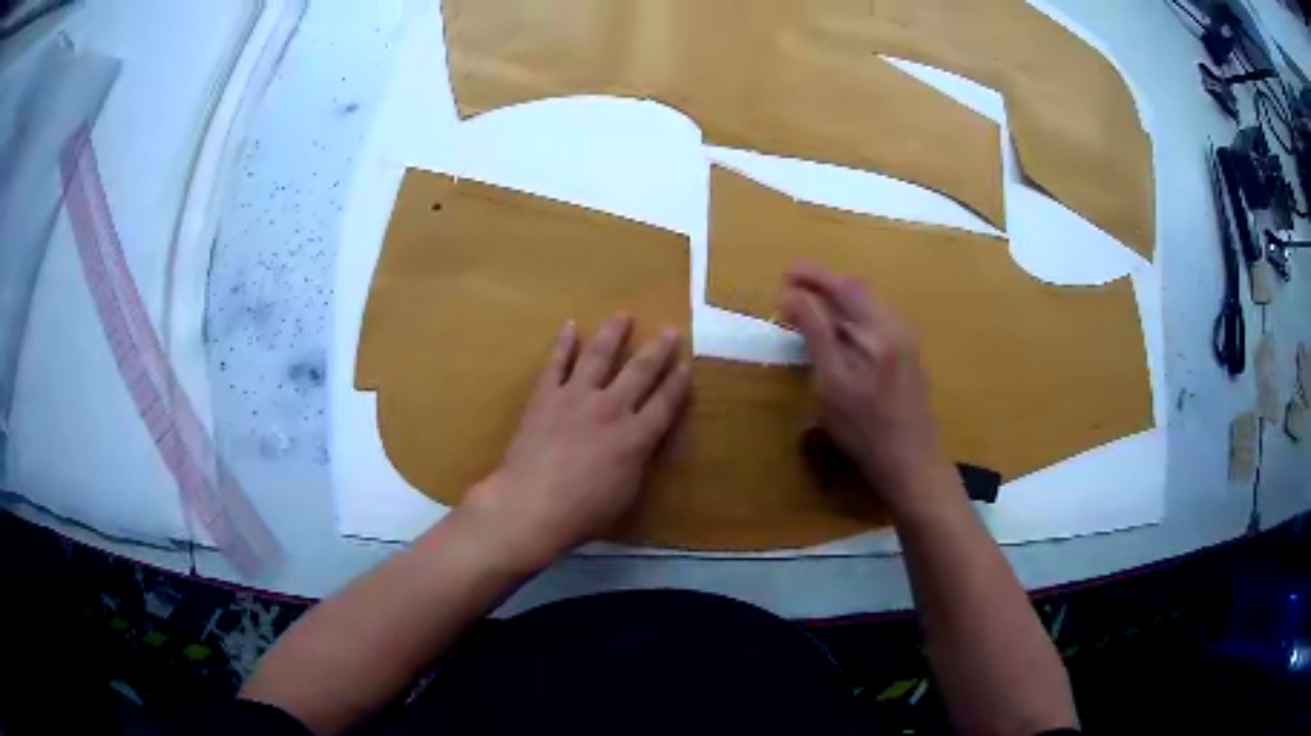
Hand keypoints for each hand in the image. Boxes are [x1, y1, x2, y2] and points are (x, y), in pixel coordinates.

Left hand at [462, 315, 689, 571]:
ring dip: (612, 334)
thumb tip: (641, 441)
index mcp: (636, 436)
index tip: (686, 364)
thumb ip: (637, 459)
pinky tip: (570, 327)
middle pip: (640, 372)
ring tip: (622, 316)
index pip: (664, 403)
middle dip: (658, 350)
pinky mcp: (546, 396)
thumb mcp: (627, 492)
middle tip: (669, 330)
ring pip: (599, 356)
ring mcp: (576, 397)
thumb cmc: (584, 510)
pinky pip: (556, 364)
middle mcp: (611, 408)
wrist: (532, 502)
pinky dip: (563, 344)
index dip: (677, 383)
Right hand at [781, 263, 953, 514]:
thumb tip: (792, 295)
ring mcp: (905, 341)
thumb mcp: (832, 380)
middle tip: (792, 290)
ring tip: (808, 312)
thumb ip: (815, 333)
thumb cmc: (865, 426)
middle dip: (824, 286)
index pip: (843, 286)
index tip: (785, 273)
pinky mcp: (906, 357)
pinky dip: (851, 318)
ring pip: (868, 307)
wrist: (911, 460)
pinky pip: (875, 322)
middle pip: (858, 291)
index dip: (812, 276)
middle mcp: (896, 325)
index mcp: (879, 328)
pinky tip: (837, 336)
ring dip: (837, 302)